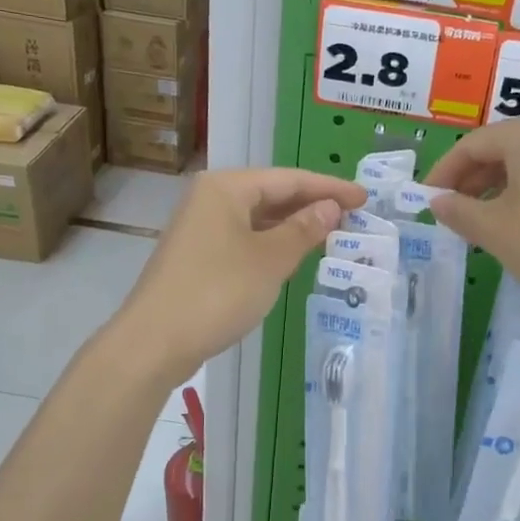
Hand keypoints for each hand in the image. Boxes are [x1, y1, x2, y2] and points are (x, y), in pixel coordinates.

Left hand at [117, 168, 366, 384]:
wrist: (155, 341)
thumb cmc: (218, 292)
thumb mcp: (271, 260)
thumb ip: (304, 229)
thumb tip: (331, 207)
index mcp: (226, 188)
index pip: (289, 178)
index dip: (330, 187)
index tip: (364, 198)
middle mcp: (211, 199)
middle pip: (272, 194)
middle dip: (312, 205)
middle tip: (353, 216)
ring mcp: (201, 228)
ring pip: (258, 218)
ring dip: (293, 226)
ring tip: (332, 234)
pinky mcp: (198, 256)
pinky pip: (245, 238)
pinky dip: (272, 243)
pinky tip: (293, 256)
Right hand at [425, 116, 519, 318]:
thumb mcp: (495, 230)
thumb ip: (459, 211)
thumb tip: (437, 202)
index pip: (473, 145)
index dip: (444, 172)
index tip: (427, 199)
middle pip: (502, 149)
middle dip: (472, 180)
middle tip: (452, 213)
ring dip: (497, 188)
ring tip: (481, 222)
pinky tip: (519, 223)